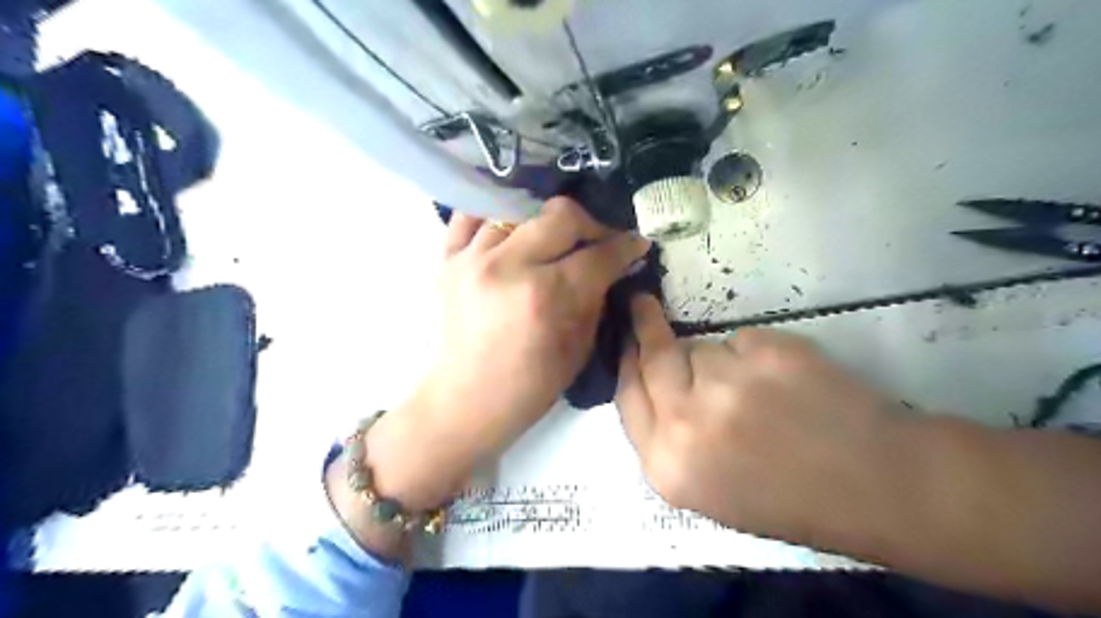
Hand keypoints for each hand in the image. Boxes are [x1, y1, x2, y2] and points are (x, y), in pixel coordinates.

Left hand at [369, 199, 647, 510]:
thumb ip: (597, 300)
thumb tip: (612, 266)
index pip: (597, 254)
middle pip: (561, 215)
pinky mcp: (447, 259)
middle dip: (591, 224)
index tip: (636, 243)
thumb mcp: (578, 350)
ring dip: (546, 222)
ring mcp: (472, 258)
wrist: (464, 402)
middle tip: (598, 241)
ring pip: (519, 208)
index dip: (625, 246)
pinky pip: (472, 216)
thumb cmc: (528, 388)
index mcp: (545, 296)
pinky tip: (512, 232)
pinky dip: (496, 217)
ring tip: (554, 241)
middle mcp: (508, 266)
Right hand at [616, 296, 906, 543]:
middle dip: (646, 328)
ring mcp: (728, 385)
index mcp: (668, 466)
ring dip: (716, 360)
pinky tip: (783, 383)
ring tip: (756, 390)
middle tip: (643, 305)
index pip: (626, 396)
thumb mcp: (705, 488)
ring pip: (701, 348)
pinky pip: (742, 340)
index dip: (626, 362)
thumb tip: (651, 381)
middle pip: (652, 358)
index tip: (627, 340)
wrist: (871, 485)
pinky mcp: (767, 355)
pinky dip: (754, 355)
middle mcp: (686, 423)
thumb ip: (668, 438)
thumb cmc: (786, 497)